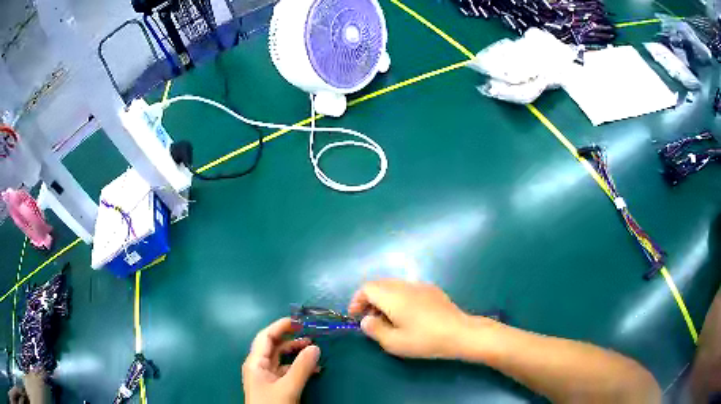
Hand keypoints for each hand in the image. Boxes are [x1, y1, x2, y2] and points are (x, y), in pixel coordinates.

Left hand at [243, 318, 320, 403]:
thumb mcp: (288, 388)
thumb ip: (302, 368)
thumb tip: (316, 347)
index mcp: (255, 362)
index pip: (266, 337)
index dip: (280, 327)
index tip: (299, 321)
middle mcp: (259, 366)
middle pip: (273, 346)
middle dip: (291, 339)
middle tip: (311, 334)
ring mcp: (266, 376)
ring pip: (281, 359)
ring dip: (296, 353)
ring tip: (314, 350)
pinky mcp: (274, 386)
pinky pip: (286, 371)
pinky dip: (298, 367)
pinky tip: (313, 370)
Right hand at [349, 279, 481, 358]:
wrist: (460, 333)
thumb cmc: (425, 340)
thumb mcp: (394, 342)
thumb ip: (374, 329)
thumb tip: (366, 320)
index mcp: (393, 296)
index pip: (367, 288)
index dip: (357, 300)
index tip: (356, 317)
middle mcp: (405, 285)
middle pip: (379, 284)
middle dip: (370, 299)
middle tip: (370, 319)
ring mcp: (420, 285)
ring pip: (394, 286)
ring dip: (385, 299)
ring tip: (388, 319)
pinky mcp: (432, 290)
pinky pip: (408, 289)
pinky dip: (399, 298)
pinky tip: (408, 315)